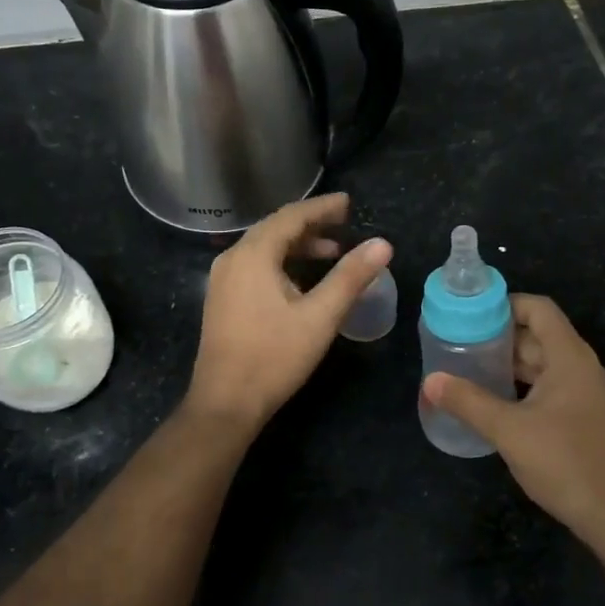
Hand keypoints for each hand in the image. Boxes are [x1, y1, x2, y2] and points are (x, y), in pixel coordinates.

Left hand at [186, 192, 392, 429]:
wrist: (225, 402)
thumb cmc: (274, 357)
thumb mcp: (320, 316)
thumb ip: (351, 276)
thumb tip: (383, 244)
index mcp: (253, 255)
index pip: (291, 216)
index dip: (322, 207)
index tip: (349, 203)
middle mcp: (232, 258)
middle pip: (275, 228)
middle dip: (311, 224)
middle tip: (344, 223)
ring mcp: (223, 280)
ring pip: (264, 248)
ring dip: (298, 245)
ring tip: (332, 252)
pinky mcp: (222, 299)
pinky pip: (255, 265)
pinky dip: (282, 262)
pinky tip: (302, 279)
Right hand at [423, 295, 604, 560]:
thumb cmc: (566, 463)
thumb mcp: (510, 431)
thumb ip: (469, 402)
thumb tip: (430, 381)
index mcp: (569, 357)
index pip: (538, 309)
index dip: (505, 304)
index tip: (469, 314)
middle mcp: (580, 368)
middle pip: (537, 335)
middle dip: (499, 336)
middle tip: (458, 342)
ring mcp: (583, 395)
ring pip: (541, 364)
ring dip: (507, 363)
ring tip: (467, 368)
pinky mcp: (581, 419)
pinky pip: (546, 388)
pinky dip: (520, 386)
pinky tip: (492, 401)